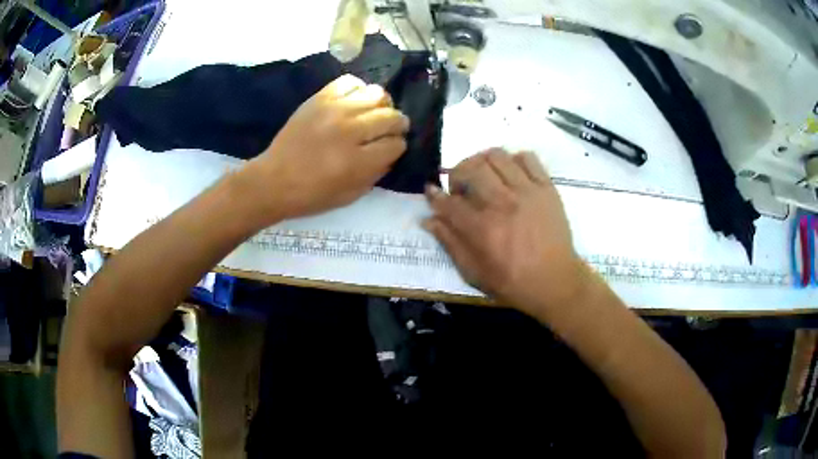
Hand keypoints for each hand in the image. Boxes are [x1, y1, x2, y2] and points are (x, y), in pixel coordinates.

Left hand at [242, 74, 408, 221]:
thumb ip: (376, 173)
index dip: (398, 147)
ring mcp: (334, 110)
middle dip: (398, 125)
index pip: (396, 144)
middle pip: (391, 116)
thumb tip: (391, 153)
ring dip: (383, 105)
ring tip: (375, 113)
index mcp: (358, 162)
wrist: (273, 180)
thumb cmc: (311, 195)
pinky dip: (359, 89)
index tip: (392, 149)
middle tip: (391, 129)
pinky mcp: (319, 98)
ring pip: (377, 94)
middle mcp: (350, 131)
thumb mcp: (351, 195)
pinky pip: (350, 81)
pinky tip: (355, 102)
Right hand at [424, 148, 589, 314]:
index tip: (431, 190)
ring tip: (484, 175)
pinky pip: (528, 158)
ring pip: (497, 156)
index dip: (435, 195)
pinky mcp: (546, 187)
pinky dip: (514, 159)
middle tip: (461, 188)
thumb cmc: (513, 282)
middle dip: (457, 174)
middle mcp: (502, 203)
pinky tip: (511, 173)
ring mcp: (527, 191)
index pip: (449, 201)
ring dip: (482, 162)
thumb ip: (450, 243)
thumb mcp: (474, 272)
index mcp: (482, 228)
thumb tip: (428, 219)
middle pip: (470, 169)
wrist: (555, 282)